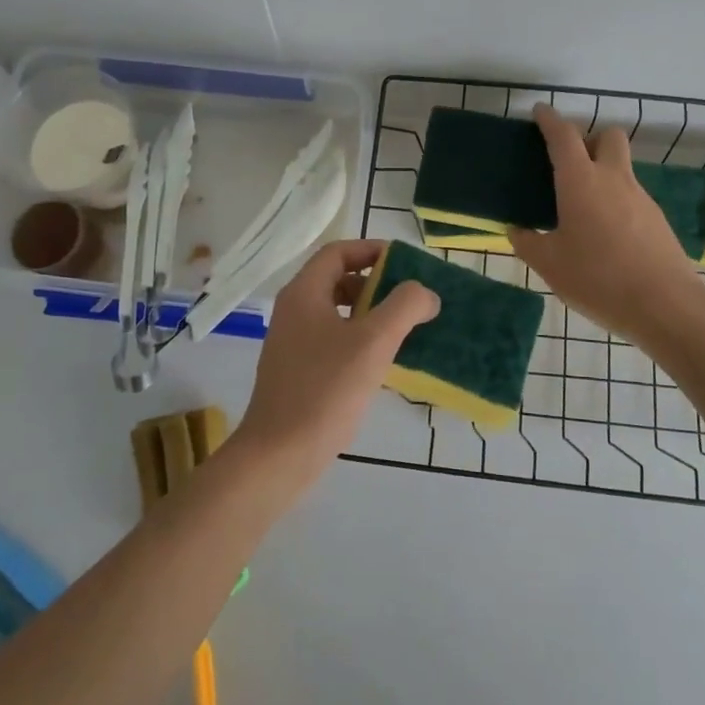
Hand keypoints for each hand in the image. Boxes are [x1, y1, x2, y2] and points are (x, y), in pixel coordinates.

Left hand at [235, 239, 440, 486]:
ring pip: (336, 311)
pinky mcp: (297, 370)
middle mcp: (293, 310)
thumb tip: (425, 293)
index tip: (406, 262)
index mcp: (303, 293)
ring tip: (402, 328)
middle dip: (375, 282)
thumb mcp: (373, 343)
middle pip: (336, 278)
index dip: (372, 249)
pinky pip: (332, 338)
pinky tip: (382, 361)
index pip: (338, 252)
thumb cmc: (325, 391)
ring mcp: (292, 342)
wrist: (279, 454)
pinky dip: (358, 338)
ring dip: (369, 312)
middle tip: (409, 297)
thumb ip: (404, 307)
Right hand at [508, 104, 701, 341]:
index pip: (563, 136)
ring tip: (582, 209)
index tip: (540, 112)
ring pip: (621, 167)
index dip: (550, 120)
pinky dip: (616, 201)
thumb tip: (517, 231)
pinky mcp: (657, 219)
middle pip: (608, 136)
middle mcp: (613, 179)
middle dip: (589, 139)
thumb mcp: (550, 265)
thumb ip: (528, 243)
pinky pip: (631, 196)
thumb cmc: (598, 279)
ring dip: (602, 173)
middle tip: (570, 164)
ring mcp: (640, 197)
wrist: (665, 305)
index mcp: (581, 182)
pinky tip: (605, 234)